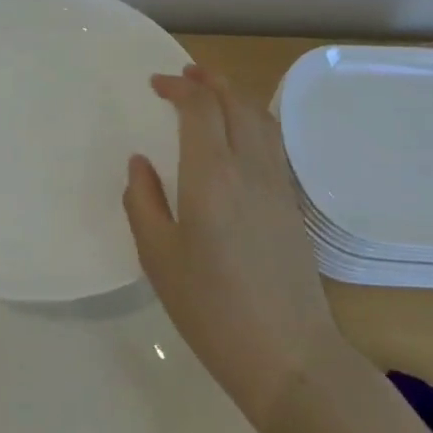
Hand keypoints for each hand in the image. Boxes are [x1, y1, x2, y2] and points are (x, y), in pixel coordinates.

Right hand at [123, 65, 343, 432]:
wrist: (290, 357)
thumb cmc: (213, 309)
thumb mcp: (159, 259)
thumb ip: (143, 202)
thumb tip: (141, 163)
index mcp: (211, 175)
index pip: (200, 107)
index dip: (178, 87)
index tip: (156, 84)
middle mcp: (248, 167)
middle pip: (235, 101)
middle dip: (209, 80)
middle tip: (185, 75)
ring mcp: (276, 184)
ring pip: (259, 117)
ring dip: (233, 95)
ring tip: (211, 92)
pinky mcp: (292, 204)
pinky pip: (271, 141)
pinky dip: (251, 119)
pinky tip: (238, 135)